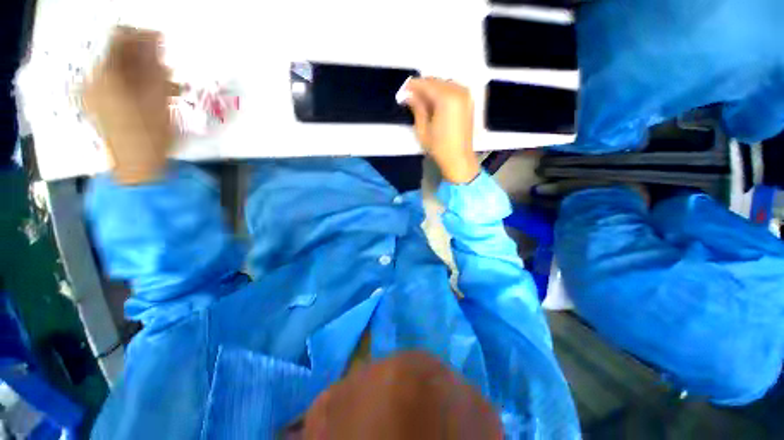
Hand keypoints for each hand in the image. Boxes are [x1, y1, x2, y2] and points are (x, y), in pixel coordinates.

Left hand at [83, 27, 175, 184]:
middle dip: (144, 59)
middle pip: (119, 55)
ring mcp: (95, 93)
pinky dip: (135, 85)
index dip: (142, 35)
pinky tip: (151, 95)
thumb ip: (153, 65)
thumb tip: (154, 37)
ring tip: (165, 87)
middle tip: (166, 70)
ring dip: (143, 73)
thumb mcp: (158, 96)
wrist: (138, 166)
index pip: (120, 39)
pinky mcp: (99, 105)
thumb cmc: (151, 133)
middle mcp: (94, 79)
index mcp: (106, 74)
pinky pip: (117, 84)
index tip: (162, 38)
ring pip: (120, 70)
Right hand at [402, 78, 479, 183]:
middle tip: (409, 96)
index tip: (402, 91)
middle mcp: (458, 91)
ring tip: (420, 101)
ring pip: (444, 84)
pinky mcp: (468, 102)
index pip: (426, 84)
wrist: (459, 159)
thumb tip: (408, 95)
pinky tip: (433, 103)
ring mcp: (465, 95)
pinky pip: (452, 90)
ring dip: (431, 89)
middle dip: (422, 87)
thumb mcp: (423, 129)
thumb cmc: (439, 147)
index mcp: (446, 98)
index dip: (412, 86)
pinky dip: (441, 93)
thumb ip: (417, 108)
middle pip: (436, 81)